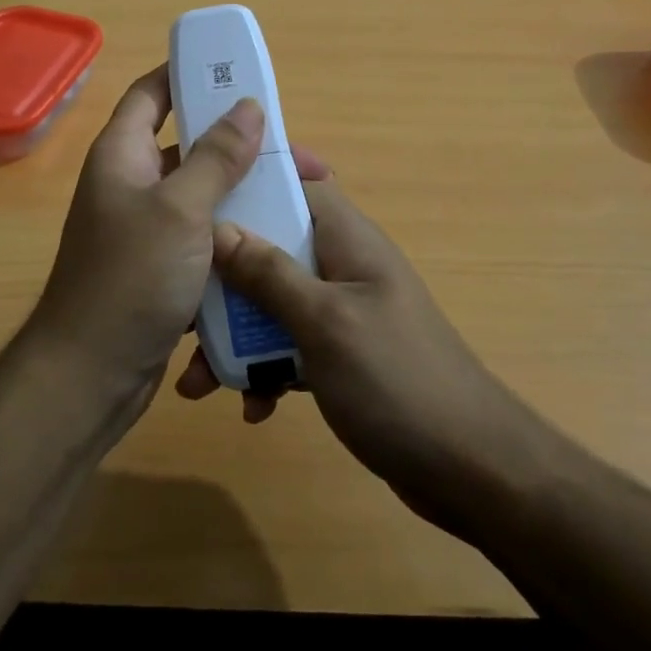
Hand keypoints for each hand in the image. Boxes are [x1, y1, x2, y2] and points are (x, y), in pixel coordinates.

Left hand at [25, 64, 264, 409]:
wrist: (91, 376)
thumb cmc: (130, 279)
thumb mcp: (179, 210)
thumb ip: (215, 157)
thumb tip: (247, 106)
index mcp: (122, 156)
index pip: (151, 94)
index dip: (186, 75)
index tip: (235, 72)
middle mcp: (132, 186)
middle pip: (190, 148)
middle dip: (242, 147)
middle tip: (297, 156)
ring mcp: (147, 230)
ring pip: (204, 197)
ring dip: (246, 195)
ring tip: (300, 200)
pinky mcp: (164, 269)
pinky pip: (206, 239)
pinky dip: (237, 237)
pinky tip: (278, 243)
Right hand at [175, 159, 538, 538]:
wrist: (469, 469)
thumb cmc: (396, 379)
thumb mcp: (324, 322)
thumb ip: (269, 274)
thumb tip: (218, 226)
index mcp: (348, 240)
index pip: (300, 184)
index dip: (254, 181)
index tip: (202, 194)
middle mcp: (343, 268)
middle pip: (271, 249)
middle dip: (224, 279)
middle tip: (182, 310)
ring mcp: (342, 314)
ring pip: (272, 304)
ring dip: (235, 336)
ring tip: (197, 382)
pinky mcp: (340, 358)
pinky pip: (288, 348)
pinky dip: (265, 371)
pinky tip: (253, 408)